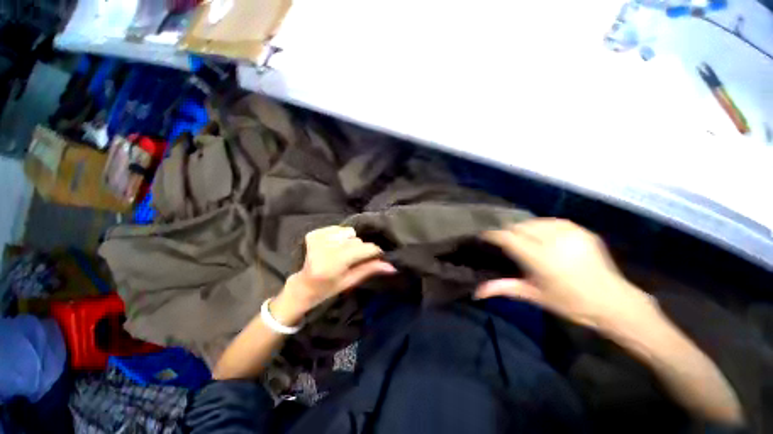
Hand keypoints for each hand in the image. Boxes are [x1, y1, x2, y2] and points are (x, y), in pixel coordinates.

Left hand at [275, 226, 395, 319]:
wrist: (303, 285)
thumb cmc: (328, 288)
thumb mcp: (350, 281)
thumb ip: (370, 269)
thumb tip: (392, 266)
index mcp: (332, 264)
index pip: (363, 249)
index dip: (374, 251)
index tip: (377, 255)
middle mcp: (324, 248)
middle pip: (357, 241)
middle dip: (360, 250)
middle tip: (352, 260)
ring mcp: (317, 238)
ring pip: (349, 233)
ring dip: (350, 242)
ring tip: (341, 254)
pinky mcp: (314, 233)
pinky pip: (339, 229)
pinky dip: (340, 237)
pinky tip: (333, 247)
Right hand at [475, 218, 656, 328]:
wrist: (613, 301)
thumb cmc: (570, 303)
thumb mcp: (534, 296)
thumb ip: (504, 288)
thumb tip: (476, 292)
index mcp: (541, 259)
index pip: (508, 238)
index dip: (494, 235)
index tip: (485, 236)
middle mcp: (554, 241)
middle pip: (519, 227)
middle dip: (509, 232)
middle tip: (504, 242)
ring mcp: (570, 233)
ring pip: (534, 222)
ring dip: (524, 228)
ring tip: (523, 239)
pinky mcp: (581, 230)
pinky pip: (551, 221)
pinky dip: (541, 226)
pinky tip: (542, 236)